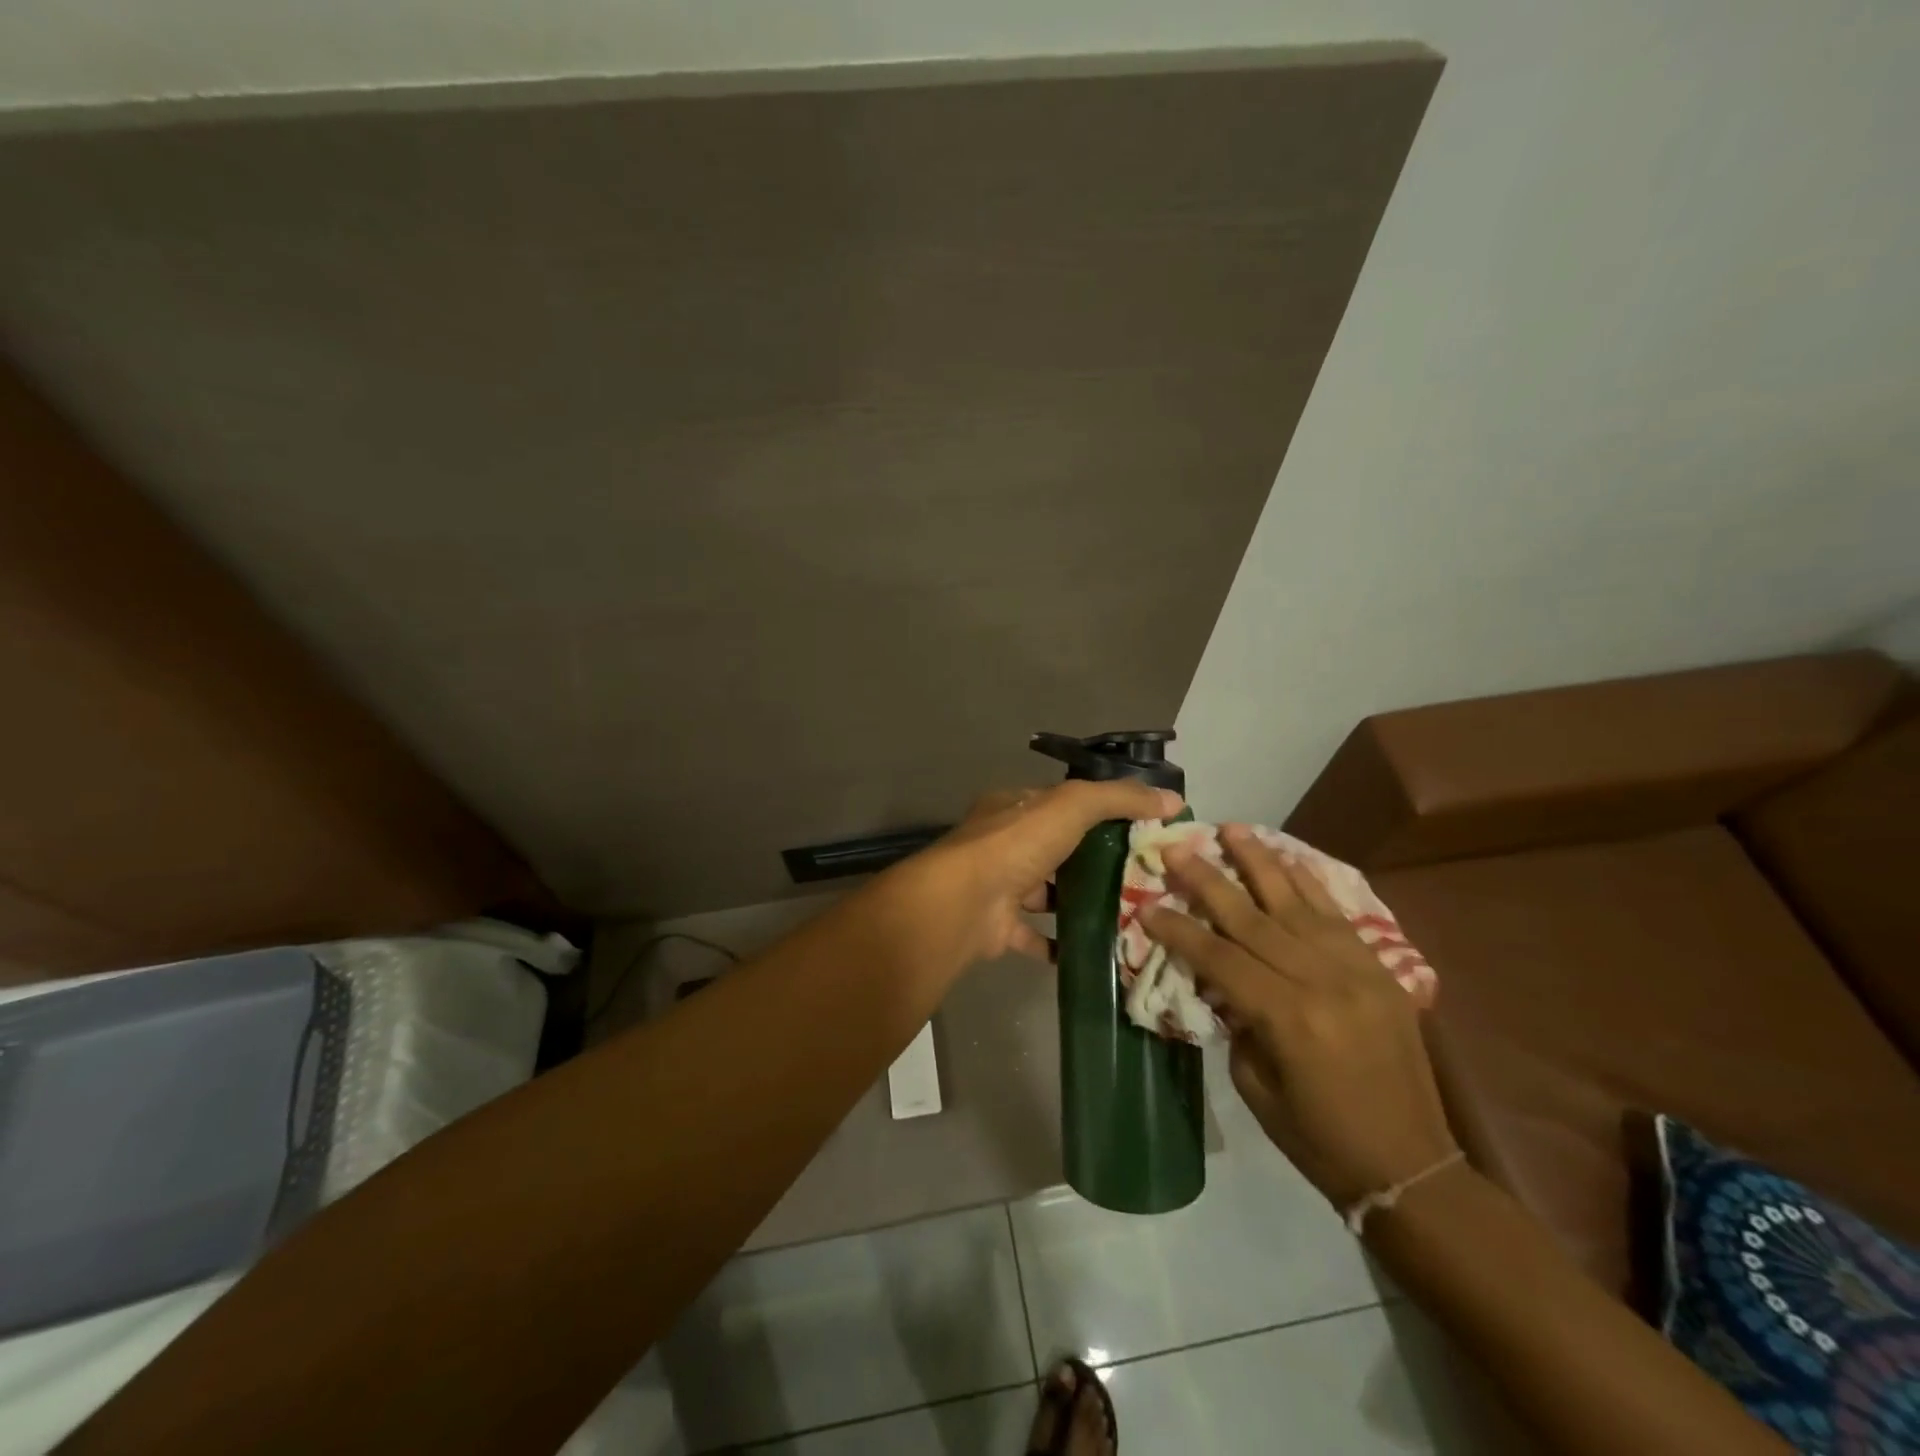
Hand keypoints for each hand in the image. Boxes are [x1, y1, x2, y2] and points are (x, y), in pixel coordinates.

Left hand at [888, 779, 1181, 971]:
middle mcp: (1004, 845)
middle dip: (1097, 862)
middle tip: (1145, 879)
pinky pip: (1037, 936)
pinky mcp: (999, 928)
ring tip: (1129, 913)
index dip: (1103, 813)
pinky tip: (1098, 948)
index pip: (1064, 805)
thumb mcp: (1072, 806)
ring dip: (1081, 903)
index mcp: (1015, 808)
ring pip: (1049, 894)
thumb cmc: (1016, 845)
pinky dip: (1063, 943)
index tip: (1144, 830)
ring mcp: (999, 887)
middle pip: (1059, 850)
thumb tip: (1172, 799)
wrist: (963, 904)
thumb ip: (1119, 798)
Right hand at [1142, 825, 1457, 1210]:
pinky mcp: (1381, 970)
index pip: (1220, 958)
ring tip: (1231, 829)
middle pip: (1253, 918)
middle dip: (1209, 880)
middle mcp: (1322, 982)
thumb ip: (1237, 1021)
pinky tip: (1287, 858)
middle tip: (1177, 847)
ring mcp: (1357, 971)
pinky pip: (1339, 915)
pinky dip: (1310, 883)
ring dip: (1260, 862)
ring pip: (1297, 903)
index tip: (1147, 905)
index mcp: (1287, 1018)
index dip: (1180, 930)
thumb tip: (1220, 978)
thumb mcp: (1256, 1086)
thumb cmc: (1319, 1139)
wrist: (1412, 1167)